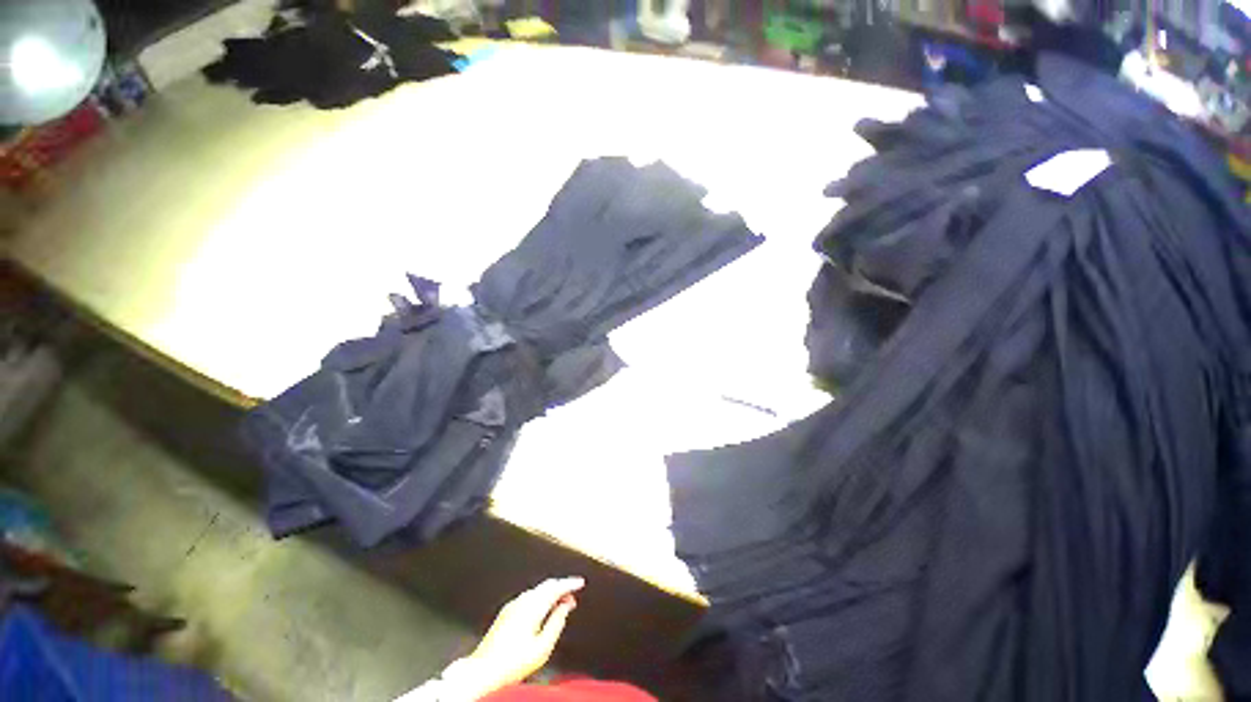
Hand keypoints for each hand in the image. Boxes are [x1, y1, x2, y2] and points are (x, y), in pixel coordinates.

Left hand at [467, 577, 583, 693]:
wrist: (483, 671)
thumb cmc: (512, 663)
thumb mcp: (542, 647)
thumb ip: (557, 623)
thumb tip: (565, 607)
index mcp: (533, 606)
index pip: (556, 587)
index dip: (570, 583)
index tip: (580, 583)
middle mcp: (522, 601)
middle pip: (546, 585)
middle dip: (561, 587)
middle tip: (573, 594)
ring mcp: (512, 605)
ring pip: (537, 590)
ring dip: (550, 593)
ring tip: (560, 603)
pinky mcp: (506, 612)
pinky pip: (528, 597)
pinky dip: (540, 598)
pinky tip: (542, 609)